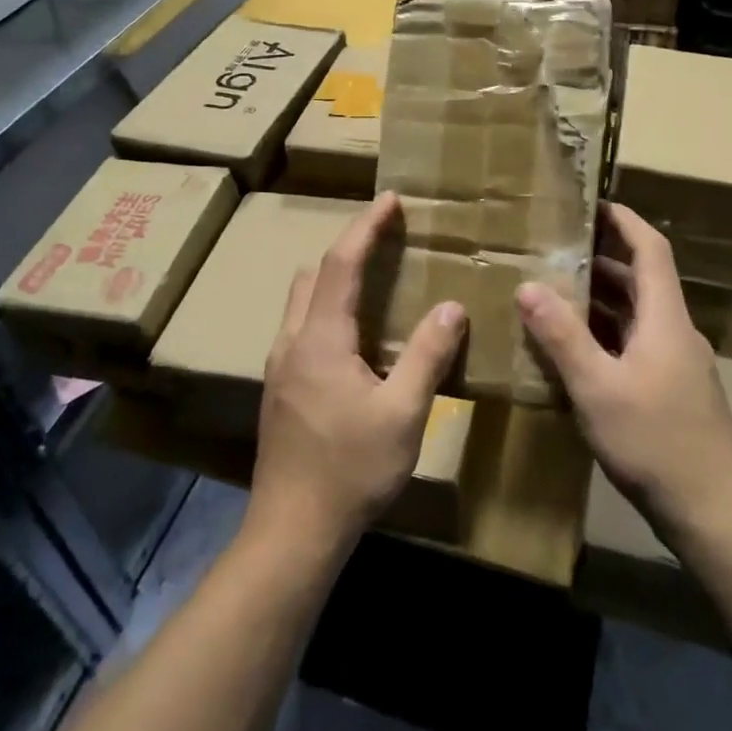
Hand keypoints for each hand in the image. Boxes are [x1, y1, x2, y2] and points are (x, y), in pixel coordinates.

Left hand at [248, 192, 466, 558]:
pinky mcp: (279, 387)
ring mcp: (279, 365)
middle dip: (347, 246)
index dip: (365, 227)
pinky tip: (354, 334)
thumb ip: (427, 354)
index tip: (389, 199)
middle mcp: (291, 341)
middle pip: (313, 273)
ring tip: (373, 277)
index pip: (341, 263)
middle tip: (384, 236)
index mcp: (320, 337)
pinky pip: (301, 326)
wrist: (292, 530)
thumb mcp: (403, 412)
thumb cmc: (351, 470)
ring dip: (333, 277)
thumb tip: (452, 306)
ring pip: (302, 300)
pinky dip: (326, 307)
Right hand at [517, 203, 731, 542]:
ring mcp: (677, 365)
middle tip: (558, 248)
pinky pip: (636, 345)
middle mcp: (675, 332)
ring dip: (602, 299)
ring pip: (638, 315)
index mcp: (665, 319)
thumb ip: (562, 336)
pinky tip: (576, 351)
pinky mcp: (673, 392)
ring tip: (557, 291)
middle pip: (643, 280)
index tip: (592, 202)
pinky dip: (607, 334)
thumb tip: (529, 286)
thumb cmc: (656, 442)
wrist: (715, 514)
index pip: (650, 249)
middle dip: (603, 258)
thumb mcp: (598, 387)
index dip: (624, 220)